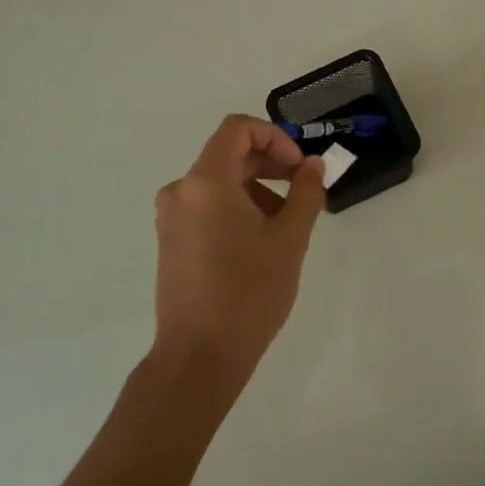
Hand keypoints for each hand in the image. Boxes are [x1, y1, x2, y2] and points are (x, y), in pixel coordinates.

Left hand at [153, 115, 326, 391]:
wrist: (199, 356)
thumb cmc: (249, 292)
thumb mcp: (290, 238)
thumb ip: (306, 192)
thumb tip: (312, 164)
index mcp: (206, 182)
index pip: (238, 129)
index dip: (275, 137)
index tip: (300, 168)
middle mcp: (181, 191)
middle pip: (230, 154)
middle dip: (272, 165)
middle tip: (304, 192)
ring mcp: (172, 217)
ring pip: (220, 182)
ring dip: (258, 189)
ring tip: (287, 225)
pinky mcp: (172, 241)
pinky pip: (208, 206)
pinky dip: (238, 208)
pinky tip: (261, 242)